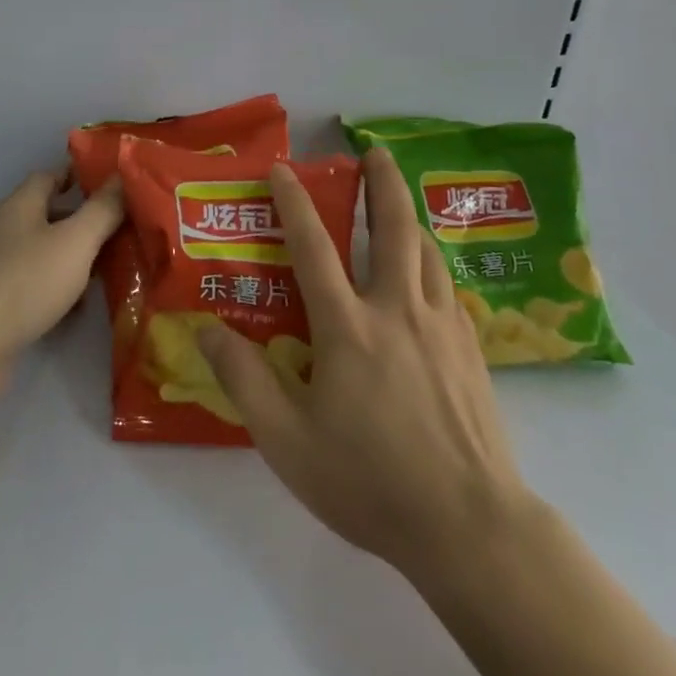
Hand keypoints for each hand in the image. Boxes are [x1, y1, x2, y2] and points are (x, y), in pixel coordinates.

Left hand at [0, 170, 124, 411]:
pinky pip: (32, 289)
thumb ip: (102, 210)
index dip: (79, 176)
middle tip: (124, 230)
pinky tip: (77, 310)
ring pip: (42, 255)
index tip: (113, 183)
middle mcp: (3, 232)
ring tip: (111, 270)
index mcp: (19, 207)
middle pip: (48, 216)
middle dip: (83, 221)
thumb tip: (122, 175)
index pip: (49, 176)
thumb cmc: (22, 284)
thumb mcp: (74, 242)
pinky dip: (56, 293)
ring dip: (73, 260)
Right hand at [197, 148, 534, 586]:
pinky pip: (445, 287)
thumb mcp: (287, 441)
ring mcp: (440, 327)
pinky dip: (430, 262)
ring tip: (399, 197)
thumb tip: (205, 330)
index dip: (293, 203)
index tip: (282, 169)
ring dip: (409, 215)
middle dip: (382, 182)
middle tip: (375, 149)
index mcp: (348, 328)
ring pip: (425, 251)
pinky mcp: (470, 349)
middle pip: (392, 229)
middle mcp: (396, 311)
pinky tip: (426, 272)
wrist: (469, 525)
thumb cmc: (369, 483)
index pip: (313, 248)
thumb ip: (244, 381)